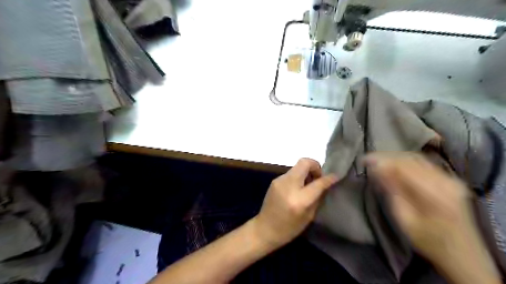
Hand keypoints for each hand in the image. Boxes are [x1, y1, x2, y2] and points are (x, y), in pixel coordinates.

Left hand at [252, 160, 334, 247]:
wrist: (265, 229)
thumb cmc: (289, 228)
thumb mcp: (309, 216)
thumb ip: (317, 197)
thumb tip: (325, 184)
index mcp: (299, 199)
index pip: (318, 183)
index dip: (329, 178)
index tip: (336, 176)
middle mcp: (288, 185)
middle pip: (304, 162)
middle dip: (315, 166)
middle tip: (318, 178)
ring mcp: (280, 180)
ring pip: (297, 166)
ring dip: (306, 171)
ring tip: (308, 184)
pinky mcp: (275, 180)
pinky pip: (291, 173)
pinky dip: (298, 176)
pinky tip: (298, 187)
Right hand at [364, 152, 501, 282]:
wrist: (462, 253)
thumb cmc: (428, 241)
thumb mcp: (404, 219)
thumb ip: (391, 191)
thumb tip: (376, 169)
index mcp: (434, 193)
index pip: (402, 167)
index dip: (381, 161)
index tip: (364, 160)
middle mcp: (445, 180)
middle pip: (410, 159)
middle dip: (386, 157)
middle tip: (368, 159)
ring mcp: (450, 178)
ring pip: (417, 159)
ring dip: (395, 158)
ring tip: (378, 161)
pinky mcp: (450, 179)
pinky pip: (424, 163)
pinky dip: (406, 161)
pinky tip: (395, 164)